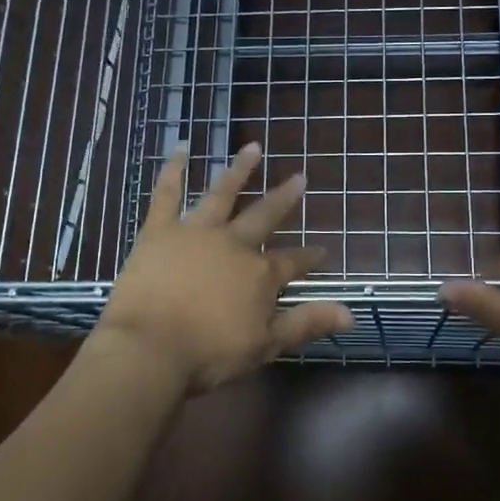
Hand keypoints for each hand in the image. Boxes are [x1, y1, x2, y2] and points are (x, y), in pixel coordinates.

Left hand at [95, 143, 353, 392]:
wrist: (149, 349)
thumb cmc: (209, 353)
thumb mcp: (265, 344)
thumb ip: (306, 323)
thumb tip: (350, 313)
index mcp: (259, 274)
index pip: (293, 262)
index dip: (310, 257)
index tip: (324, 252)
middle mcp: (233, 244)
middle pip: (264, 216)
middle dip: (284, 198)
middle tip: (300, 177)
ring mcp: (196, 232)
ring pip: (222, 193)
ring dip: (239, 170)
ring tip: (253, 147)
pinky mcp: (159, 231)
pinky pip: (167, 194)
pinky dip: (174, 170)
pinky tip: (180, 148)